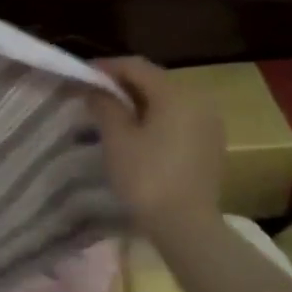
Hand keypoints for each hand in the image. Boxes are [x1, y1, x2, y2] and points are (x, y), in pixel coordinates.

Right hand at [84, 57, 225, 233]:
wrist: (186, 226)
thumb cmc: (146, 177)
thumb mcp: (117, 138)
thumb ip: (104, 105)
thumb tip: (95, 89)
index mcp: (175, 94)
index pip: (135, 66)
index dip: (105, 67)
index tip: (80, 76)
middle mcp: (197, 100)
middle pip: (153, 80)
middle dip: (121, 83)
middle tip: (92, 93)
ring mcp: (208, 123)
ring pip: (166, 100)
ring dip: (138, 100)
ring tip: (111, 113)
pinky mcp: (210, 143)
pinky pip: (178, 118)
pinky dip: (155, 117)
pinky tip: (136, 132)